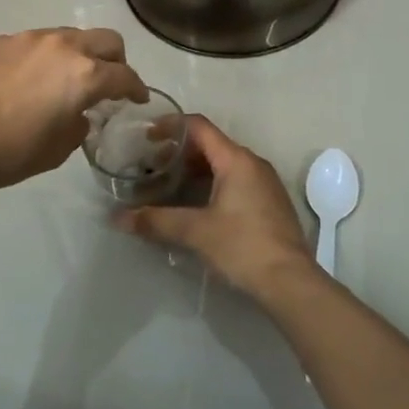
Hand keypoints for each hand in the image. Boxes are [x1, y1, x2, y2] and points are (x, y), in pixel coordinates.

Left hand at [0, 28, 147, 191]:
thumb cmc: (11, 152)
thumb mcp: (59, 149)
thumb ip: (79, 124)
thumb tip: (77, 113)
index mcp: (85, 75)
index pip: (125, 75)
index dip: (137, 88)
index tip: (138, 98)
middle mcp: (63, 46)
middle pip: (106, 40)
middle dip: (116, 60)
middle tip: (109, 82)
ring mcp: (29, 38)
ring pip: (69, 36)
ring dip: (77, 54)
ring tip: (64, 79)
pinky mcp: (0, 40)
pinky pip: (33, 43)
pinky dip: (42, 57)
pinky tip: (26, 80)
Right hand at [119, 116, 316, 298]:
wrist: (291, 282)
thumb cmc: (242, 246)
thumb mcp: (195, 232)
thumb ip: (156, 221)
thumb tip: (118, 218)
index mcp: (236, 160)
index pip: (199, 127)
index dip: (171, 126)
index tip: (147, 136)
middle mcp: (253, 163)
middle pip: (211, 144)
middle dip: (179, 152)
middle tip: (152, 167)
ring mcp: (265, 183)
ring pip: (223, 164)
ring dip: (195, 170)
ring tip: (169, 186)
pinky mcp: (269, 203)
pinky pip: (236, 180)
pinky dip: (212, 183)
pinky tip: (196, 205)